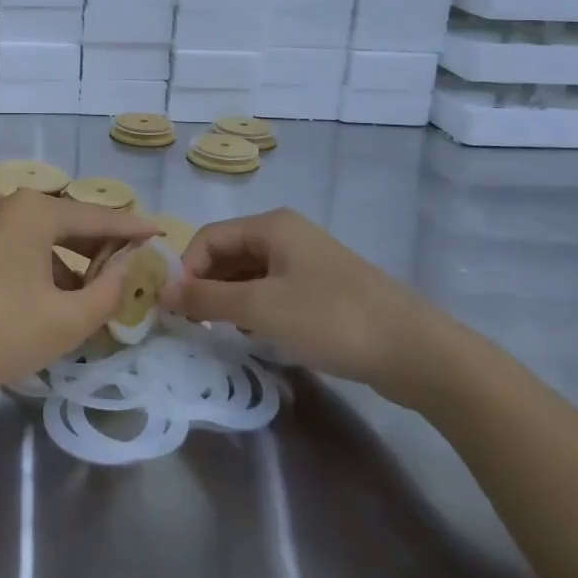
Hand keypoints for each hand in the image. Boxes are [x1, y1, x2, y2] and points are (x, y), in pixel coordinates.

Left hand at [0, 189, 160, 412]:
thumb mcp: (66, 321)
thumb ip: (109, 290)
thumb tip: (126, 263)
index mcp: (32, 211)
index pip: (96, 217)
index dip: (131, 228)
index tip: (160, 232)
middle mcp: (2, 201)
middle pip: (63, 221)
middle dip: (96, 246)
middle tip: (127, 266)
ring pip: (34, 233)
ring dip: (63, 259)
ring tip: (84, 294)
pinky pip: (8, 242)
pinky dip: (32, 261)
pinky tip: (41, 295)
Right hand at [162, 208, 453, 407]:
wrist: (416, 352)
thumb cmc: (330, 319)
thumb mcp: (260, 308)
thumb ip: (206, 298)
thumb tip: (161, 290)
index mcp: (271, 226)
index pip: (208, 238)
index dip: (186, 270)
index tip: (175, 309)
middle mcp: (287, 235)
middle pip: (228, 253)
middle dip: (206, 285)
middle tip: (193, 324)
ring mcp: (308, 262)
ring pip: (250, 274)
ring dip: (230, 300)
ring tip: (221, 333)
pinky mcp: (324, 290)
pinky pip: (274, 291)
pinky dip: (256, 309)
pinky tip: (256, 336)